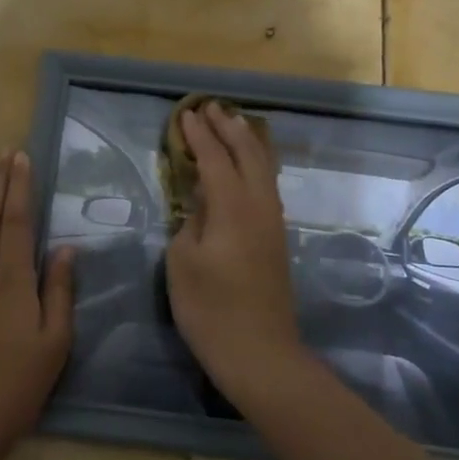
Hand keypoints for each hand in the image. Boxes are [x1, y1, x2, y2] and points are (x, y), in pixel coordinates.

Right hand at [164, 104, 304, 399]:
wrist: (259, 352)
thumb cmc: (210, 308)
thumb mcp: (182, 262)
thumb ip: (190, 223)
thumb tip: (200, 205)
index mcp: (232, 207)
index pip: (214, 159)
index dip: (199, 135)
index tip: (185, 114)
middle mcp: (259, 206)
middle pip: (248, 154)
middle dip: (229, 128)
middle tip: (212, 108)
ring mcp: (273, 223)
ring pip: (264, 169)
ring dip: (248, 143)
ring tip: (234, 125)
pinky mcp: (277, 240)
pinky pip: (267, 186)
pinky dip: (256, 165)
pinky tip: (248, 168)